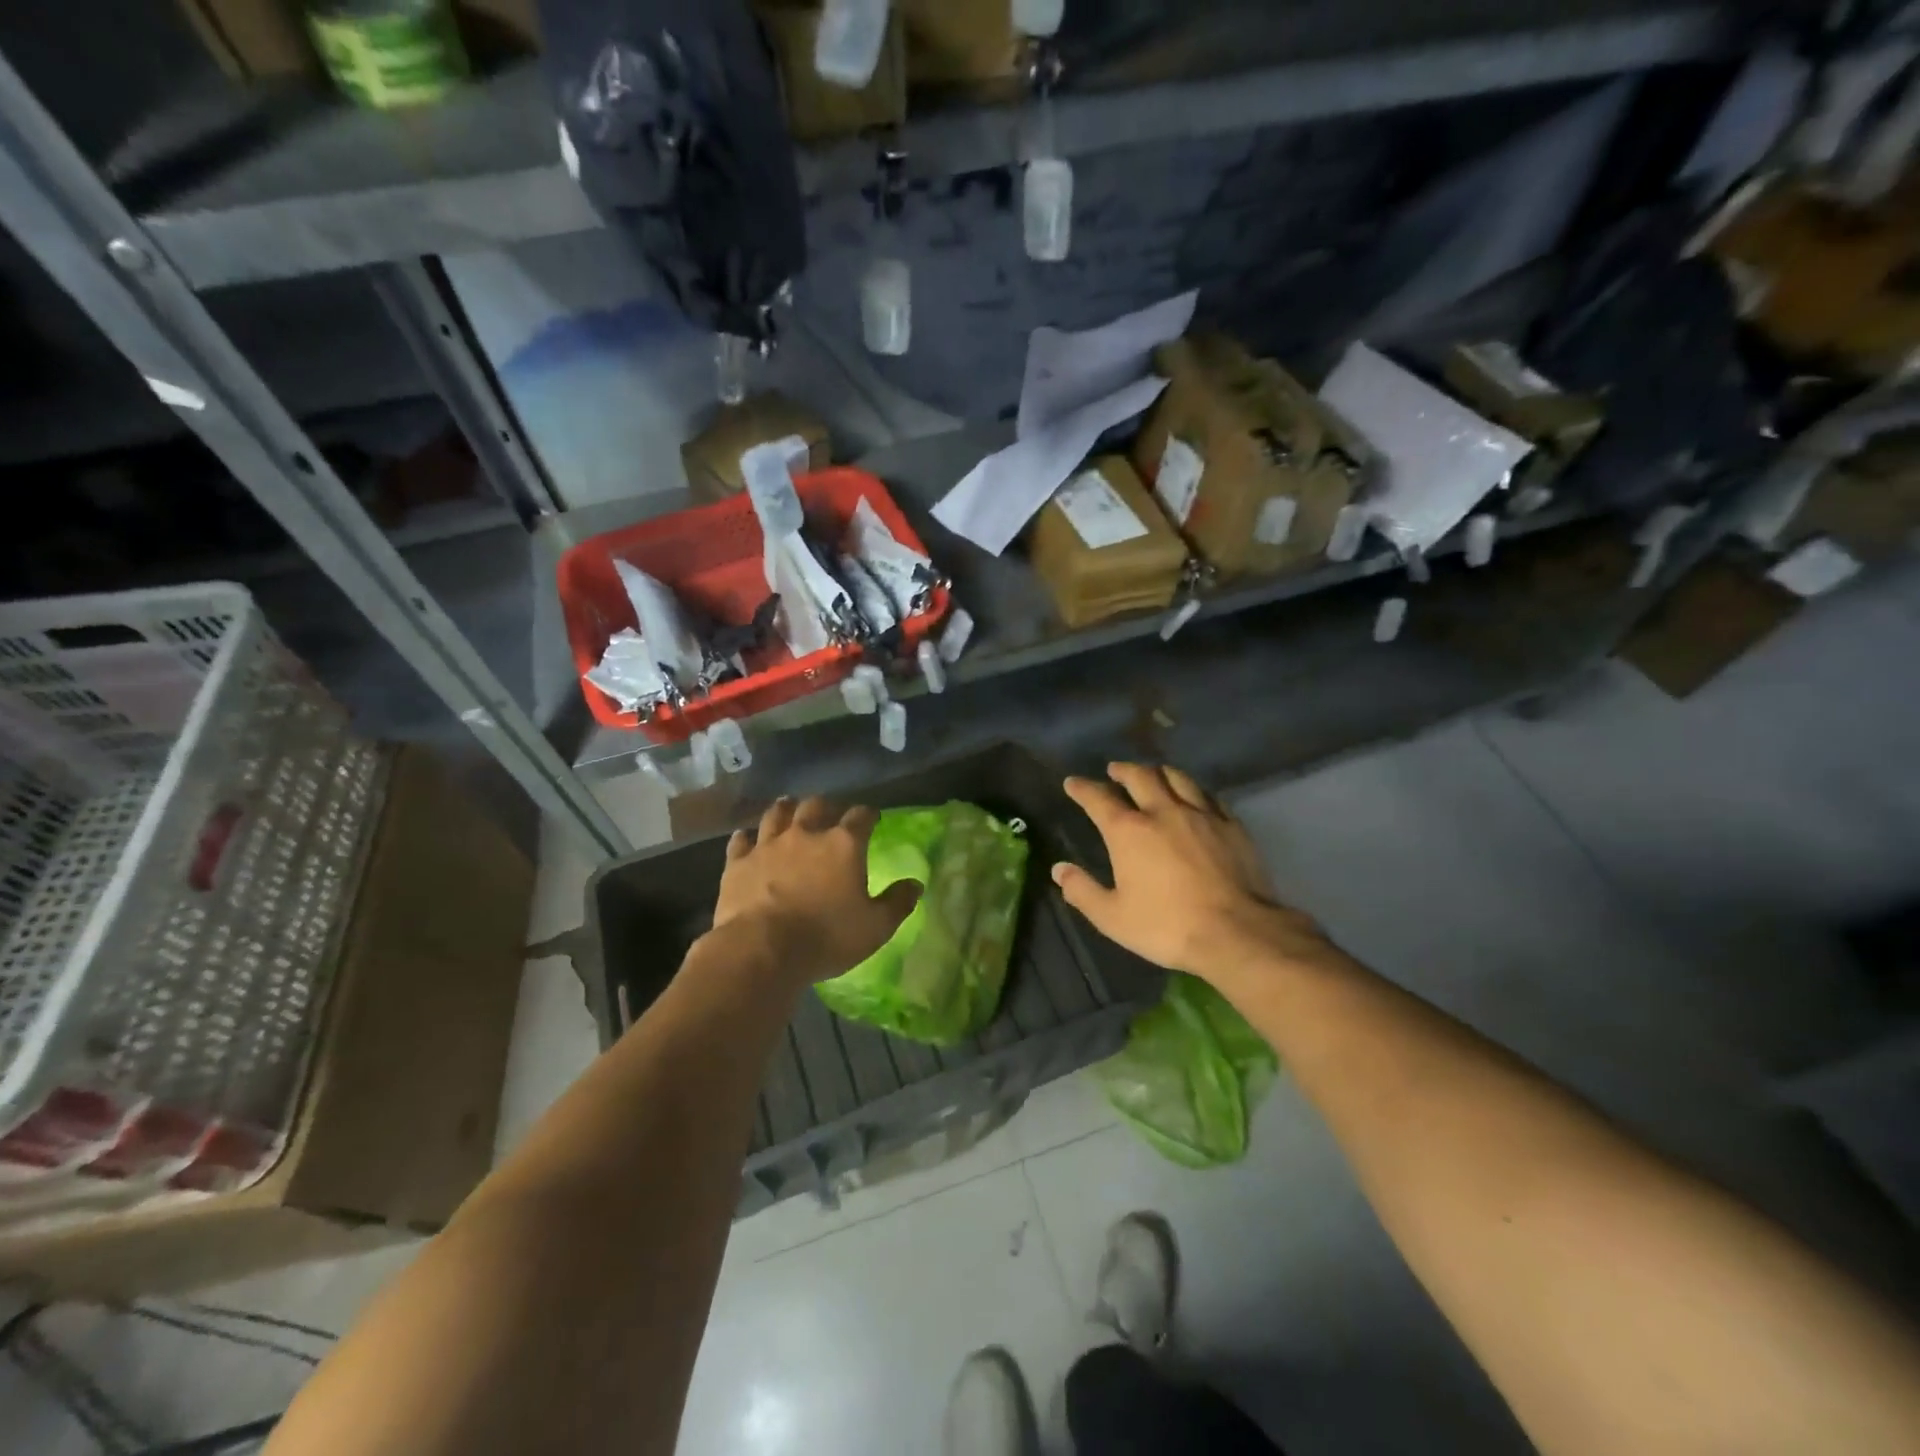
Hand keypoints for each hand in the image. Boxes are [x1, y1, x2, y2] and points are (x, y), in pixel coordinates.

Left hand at [708, 796, 920, 987]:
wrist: (762, 950)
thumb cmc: (827, 937)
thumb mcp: (875, 927)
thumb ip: (897, 903)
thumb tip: (916, 884)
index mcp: (843, 844)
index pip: (861, 816)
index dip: (868, 814)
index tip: (872, 818)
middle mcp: (806, 834)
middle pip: (816, 805)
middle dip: (825, 806)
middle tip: (829, 813)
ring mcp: (768, 845)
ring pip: (777, 814)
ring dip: (786, 810)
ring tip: (789, 808)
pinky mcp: (737, 863)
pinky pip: (741, 841)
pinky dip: (746, 838)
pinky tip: (746, 839)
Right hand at [1053, 763, 1329, 980]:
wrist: (1236, 932)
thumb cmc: (1167, 926)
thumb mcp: (1113, 917)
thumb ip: (1082, 891)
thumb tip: (1059, 869)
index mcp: (1128, 831)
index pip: (1099, 799)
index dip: (1082, 788)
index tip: (1073, 783)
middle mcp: (1162, 812)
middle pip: (1140, 777)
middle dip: (1123, 770)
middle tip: (1114, 770)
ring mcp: (1201, 815)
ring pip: (1177, 778)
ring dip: (1159, 772)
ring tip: (1153, 773)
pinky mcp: (1231, 825)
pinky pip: (1209, 796)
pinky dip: (1194, 790)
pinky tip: (1195, 796)